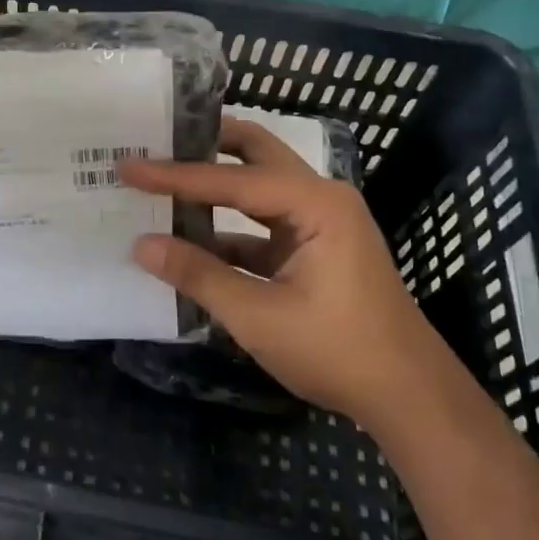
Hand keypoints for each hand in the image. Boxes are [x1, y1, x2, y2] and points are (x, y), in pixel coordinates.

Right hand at [119, 119, 428, 416]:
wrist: (409, 397)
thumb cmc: (338, 351)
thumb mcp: (258, 316)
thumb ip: (198, 274)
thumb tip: (141, 244)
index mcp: (315, 203)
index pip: (231, 179)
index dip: (175, 175)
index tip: (129, 166)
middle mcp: (320, 198)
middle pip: (255, 154)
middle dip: (205, 146)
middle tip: (156, 142)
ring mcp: (320, 222)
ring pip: (258, 187)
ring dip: (214, 186)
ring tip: (163, 181)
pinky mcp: (314, 248)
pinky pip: (262, 223)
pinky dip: (227, 228)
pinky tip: (190, 237)